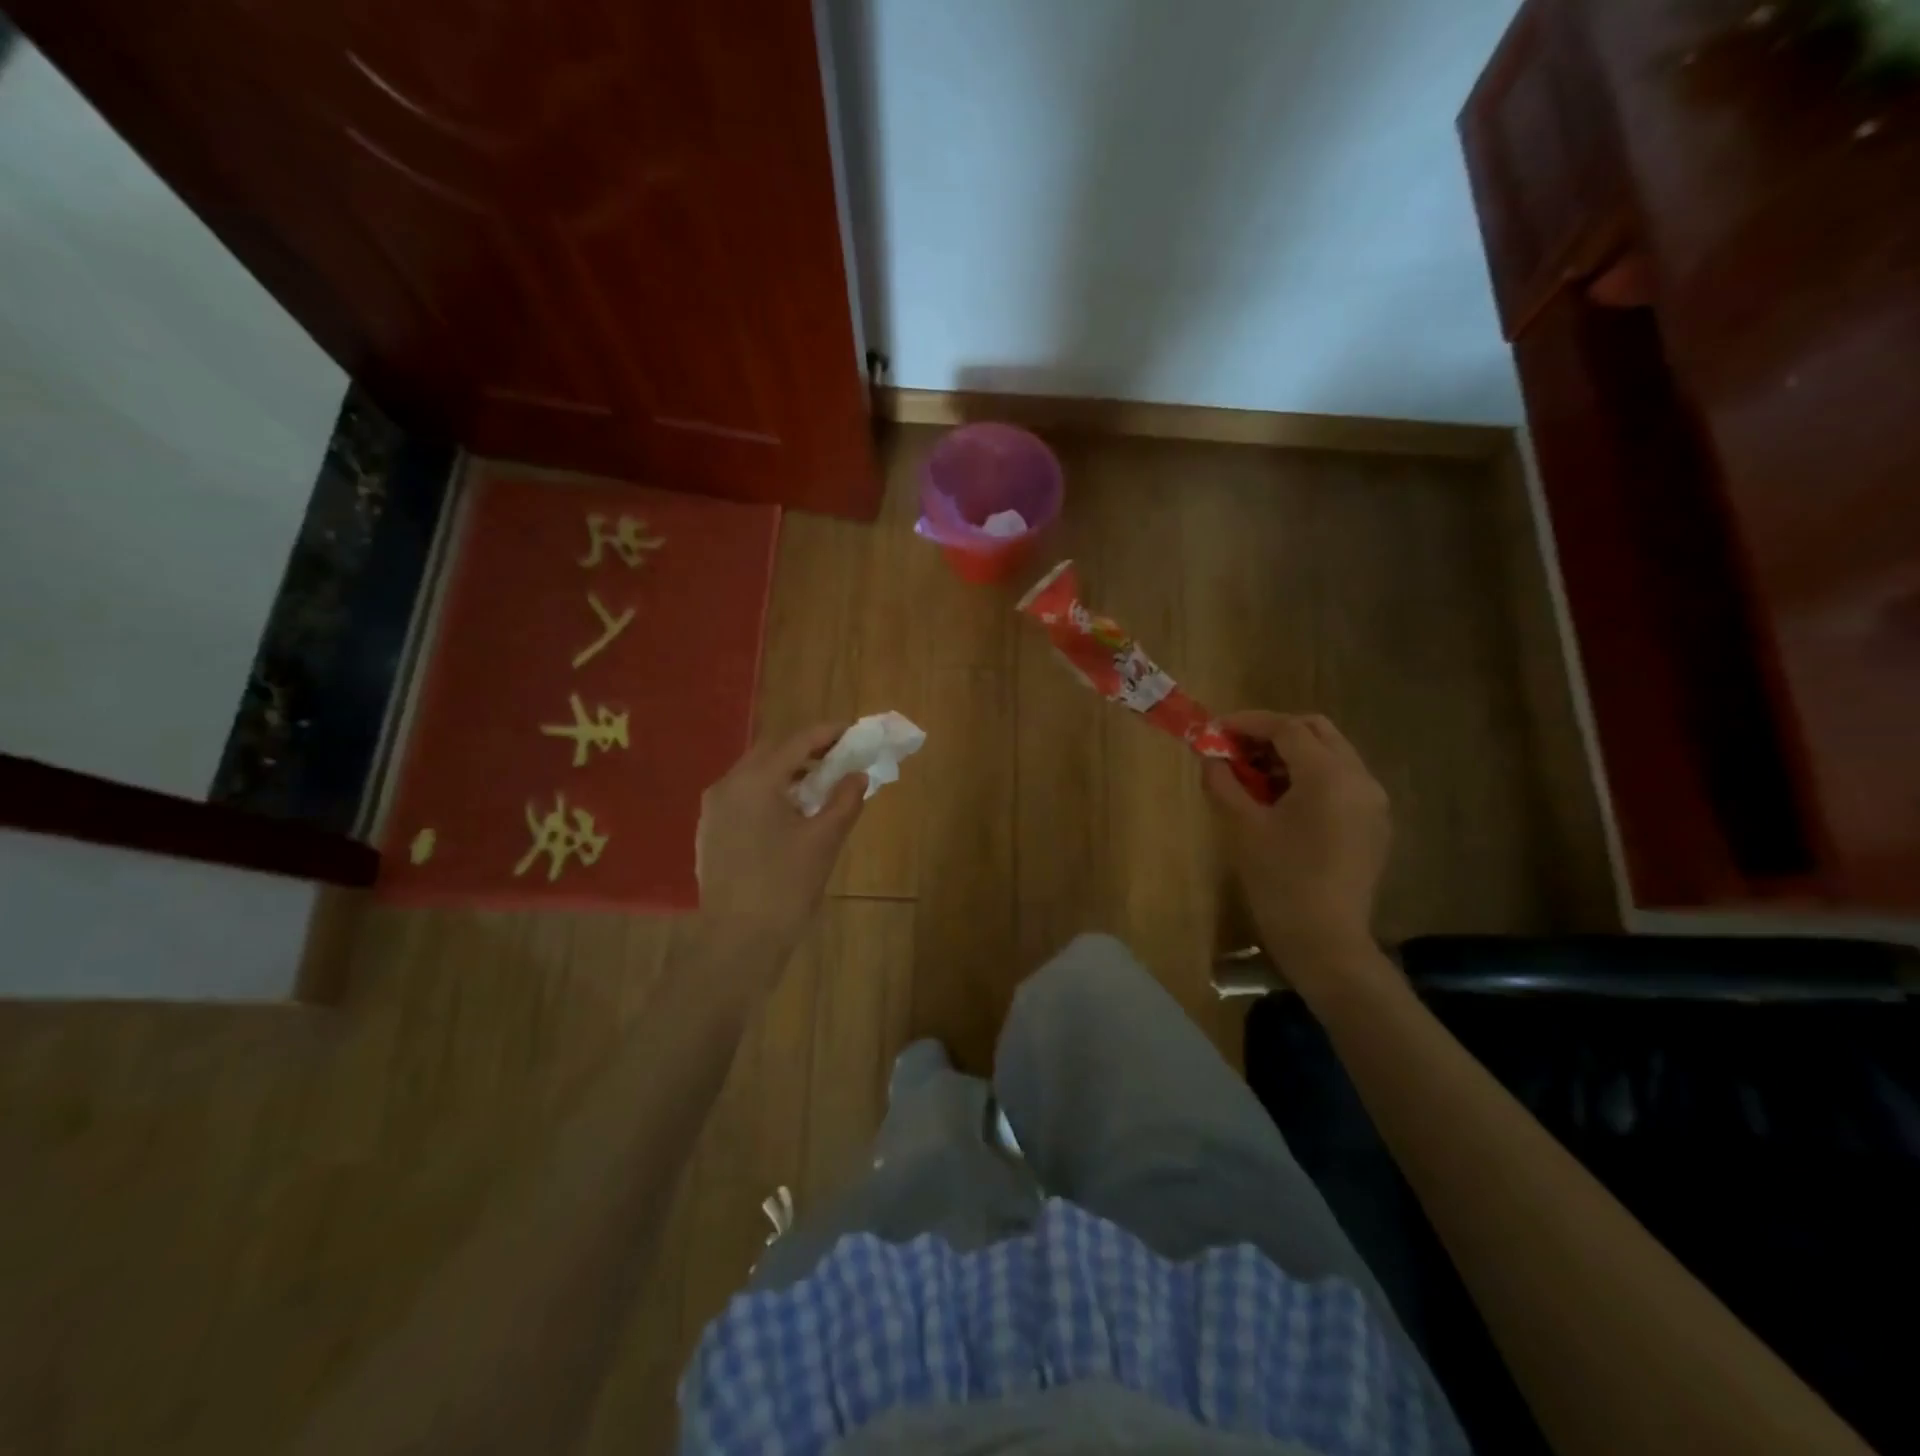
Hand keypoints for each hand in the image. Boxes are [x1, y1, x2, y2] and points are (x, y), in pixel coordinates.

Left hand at [695, 724, 865, 950]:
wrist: (737, 942)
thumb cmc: (785, 887)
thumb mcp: (824, 841)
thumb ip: (844, 800)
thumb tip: (858, 776)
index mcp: (755, 781)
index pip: (797, 742)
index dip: (828, 733)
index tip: (853, 732)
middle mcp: (727, 786)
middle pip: (771, 751)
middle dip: (806, 750)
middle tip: (839, 757)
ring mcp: (713, 810)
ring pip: (754, 774)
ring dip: (787, 772)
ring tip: (819, 786)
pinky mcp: (710, 832)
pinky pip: (743, 797)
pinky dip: (769, 793)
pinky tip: (790, 814)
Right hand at [1204, 712, 1389, 960]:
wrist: (1326, 941)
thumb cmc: (1279, 881)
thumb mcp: (1243, 826)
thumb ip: (1223, 782)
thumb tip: (1211, 758)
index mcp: (1328, 775)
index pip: (1287, 728)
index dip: (1247, 723)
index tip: (1215, 729)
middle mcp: (1359, 778)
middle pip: (1316, 731)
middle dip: (1273, 732)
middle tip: (1236, 749)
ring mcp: (1372, 801)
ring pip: (1331, 754)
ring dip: (1292, 754)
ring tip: (1253, 776)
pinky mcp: (1373, 823)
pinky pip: (1342, 781)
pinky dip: (1311, 776)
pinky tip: (1282, 800)